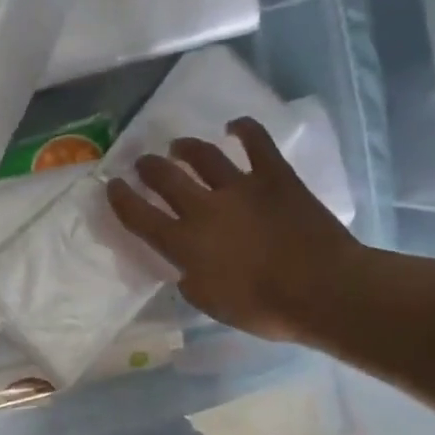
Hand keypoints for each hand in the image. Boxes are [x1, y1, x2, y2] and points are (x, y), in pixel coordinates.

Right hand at [105, 117, 366, 345]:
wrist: (322, 290)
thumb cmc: (264, 308)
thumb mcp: (212, 304)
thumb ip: (191, 280)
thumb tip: (186, 266)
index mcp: (184, 243)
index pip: (140, 216)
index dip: (121, 199)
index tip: (112, 185)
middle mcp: (204, 208)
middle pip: (165, 178)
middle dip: (148, 167)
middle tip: (142, 163)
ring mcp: (239, 187)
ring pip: (202, 156)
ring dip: (184, 148)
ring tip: (177, 146)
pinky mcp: (274, 176)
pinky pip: (256, 142)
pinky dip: (243, 129)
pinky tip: (233, 126)